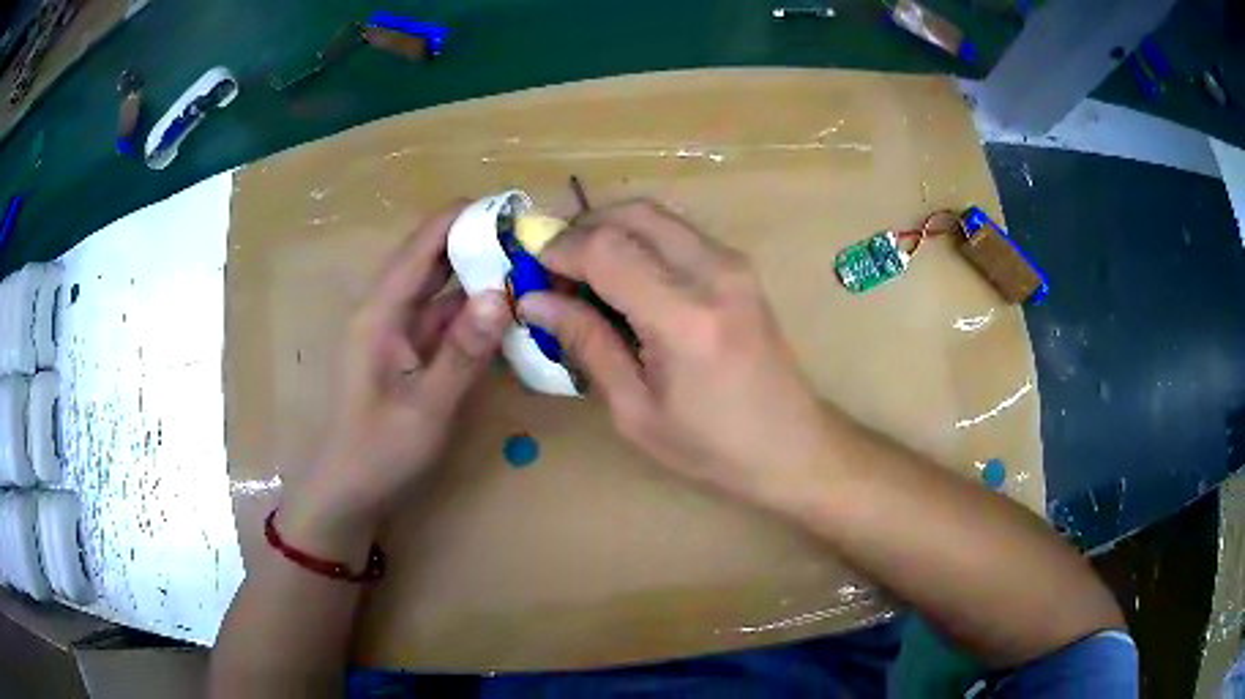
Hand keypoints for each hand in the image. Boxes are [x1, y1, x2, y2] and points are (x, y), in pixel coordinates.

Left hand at [288, 203, 509, 531]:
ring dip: (480, 274)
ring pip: (442, 286)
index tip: (517, 209)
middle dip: (480, 241)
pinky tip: (507, 310)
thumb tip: (504, 294)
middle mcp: (387, 308)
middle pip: (434, 256)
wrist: (348, 491)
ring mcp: (397, 329)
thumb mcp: (427, 408)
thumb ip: (464, 352)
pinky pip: (443, 316)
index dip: (467, 217)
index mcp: (381, 310)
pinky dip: (474, 309)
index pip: (424, 242)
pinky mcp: (407, 350)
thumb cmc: (379, 452)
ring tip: (531, 265)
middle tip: (535, 238)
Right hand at [519, 200, 830, 503]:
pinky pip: (677, 231)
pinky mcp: (740, 266)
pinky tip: (625, 278)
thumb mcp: (635, 411)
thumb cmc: (712, 446)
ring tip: (584, 275)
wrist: (793, 444)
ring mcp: (733, 263)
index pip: (606, 248)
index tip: (532, 272)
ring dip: (610, 230)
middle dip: (582, 229)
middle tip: (554, 268)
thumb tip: (534, 301)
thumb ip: (587, 344)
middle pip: (631, 213)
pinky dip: (640, 239)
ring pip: (655, 214)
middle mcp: (714, 273)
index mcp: (684, 317)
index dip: (559, 250)